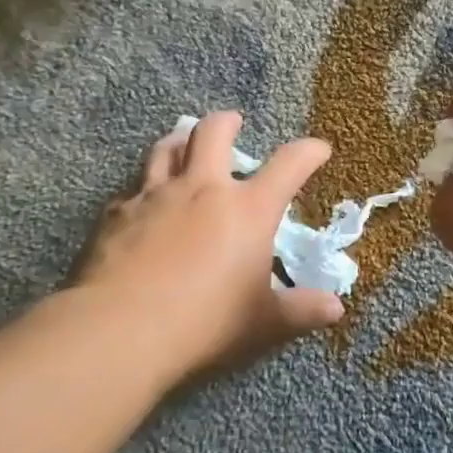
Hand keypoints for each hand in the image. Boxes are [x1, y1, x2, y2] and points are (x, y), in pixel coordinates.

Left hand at [67, 112, 343, 384]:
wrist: (120, 330)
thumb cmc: (204, 323)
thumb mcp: (262, 322)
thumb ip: (300, 310)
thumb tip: (335, 308)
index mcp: (248, 210)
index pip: (289, 165)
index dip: (308, 152)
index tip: (318, 149)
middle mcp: (202, 189)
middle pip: (213, 133)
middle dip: (226, 122)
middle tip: (233, 122)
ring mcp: (155, 196)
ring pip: (166, 149)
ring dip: (180, 142)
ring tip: (184, 144)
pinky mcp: (117, 214)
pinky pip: (132, 190)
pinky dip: (143, 191)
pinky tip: (142, 206)